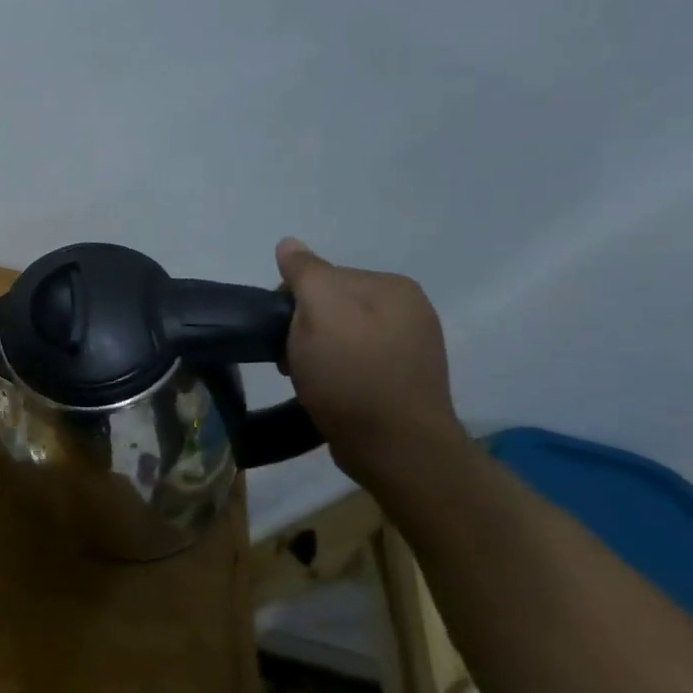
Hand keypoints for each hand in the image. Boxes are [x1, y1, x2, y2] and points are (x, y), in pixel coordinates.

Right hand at [275, 238, 467, 479]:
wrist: (397, 449)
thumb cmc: (352, 374)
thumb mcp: (320, 312)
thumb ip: (304, 273)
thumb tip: (289, 243)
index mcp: (392, 286)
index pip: (321, 276)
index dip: (291, 302)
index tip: (282, 333)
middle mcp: (409, 310)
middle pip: (331, 305)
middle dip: (304, 328)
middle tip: (292, 360)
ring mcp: (410, 347)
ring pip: (339, 335)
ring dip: (315, 353)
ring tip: (308, 379)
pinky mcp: (402, 381)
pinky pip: (354, 362)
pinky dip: (334, 372)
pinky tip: (328, 391)